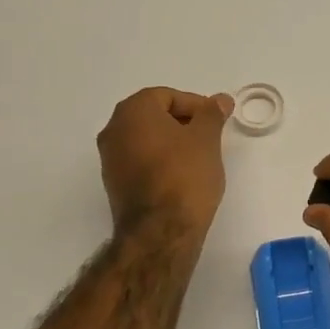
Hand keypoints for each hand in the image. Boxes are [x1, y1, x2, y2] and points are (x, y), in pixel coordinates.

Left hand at [98, 88, 234, 242]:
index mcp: (133, 111)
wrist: (160, 231)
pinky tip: (181, 176)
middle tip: (209, 136)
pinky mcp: (114, 184)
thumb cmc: (185, 175)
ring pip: (145, 140)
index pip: (166, 96)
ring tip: (199, 158)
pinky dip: (159, 162)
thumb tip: (219, 100)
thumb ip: (212, 114)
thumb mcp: (206, 139)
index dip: (195, 104)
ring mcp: (110, 159)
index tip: (215, 120)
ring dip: (171, 143)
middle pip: (153, 116)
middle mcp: (114, 130)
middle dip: (182, 122)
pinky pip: (140, 161)